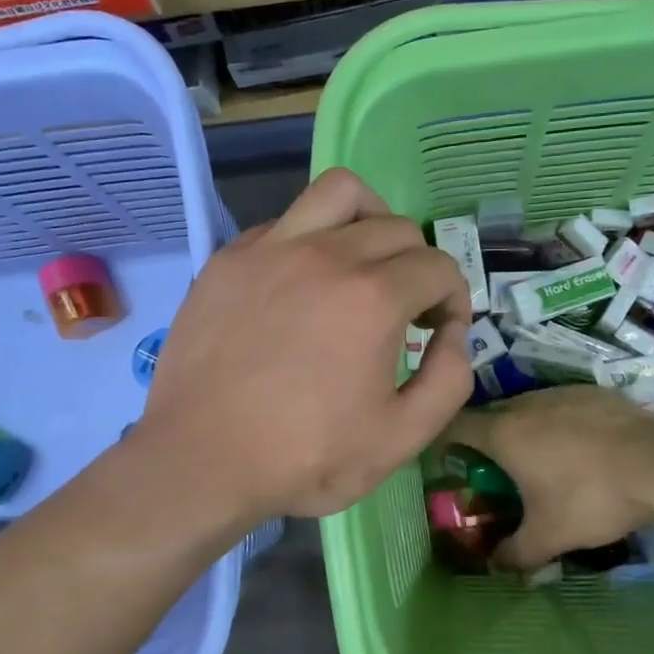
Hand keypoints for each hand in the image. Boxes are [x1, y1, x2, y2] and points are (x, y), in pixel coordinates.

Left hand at [138, 170, 473, 521]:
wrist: (199, 460)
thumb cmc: (303, 457)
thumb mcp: (400, 438)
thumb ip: (449, 380)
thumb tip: (454, 335)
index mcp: (374, 297)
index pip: (439, 267)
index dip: (454, 298)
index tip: (440, 331)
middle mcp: (326, 254)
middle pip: (398, 227)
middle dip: (419, 265)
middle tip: (407, 309)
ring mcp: (270, 249)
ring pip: (339, 193)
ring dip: (370, 219)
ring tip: (364, 262)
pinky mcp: (229, 259)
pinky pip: (285, 221)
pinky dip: (311, 238)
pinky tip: (303, 283)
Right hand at [444, 387, 653, 569]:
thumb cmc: (591, 499)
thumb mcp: (548, 537)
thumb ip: (514, 554)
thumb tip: (494, 568)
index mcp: (504, 433)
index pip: (457, 426)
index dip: (446, 441)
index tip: (449, 460)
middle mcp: (526, 404)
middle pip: (493, 415)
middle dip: (489, 438)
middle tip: (498, 468)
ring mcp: (563, 393)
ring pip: (530, 407)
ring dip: (527, 428)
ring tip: (542, 458)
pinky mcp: (595, 392)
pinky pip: (564, 405)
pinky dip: (562, 423)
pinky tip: (582, 447)